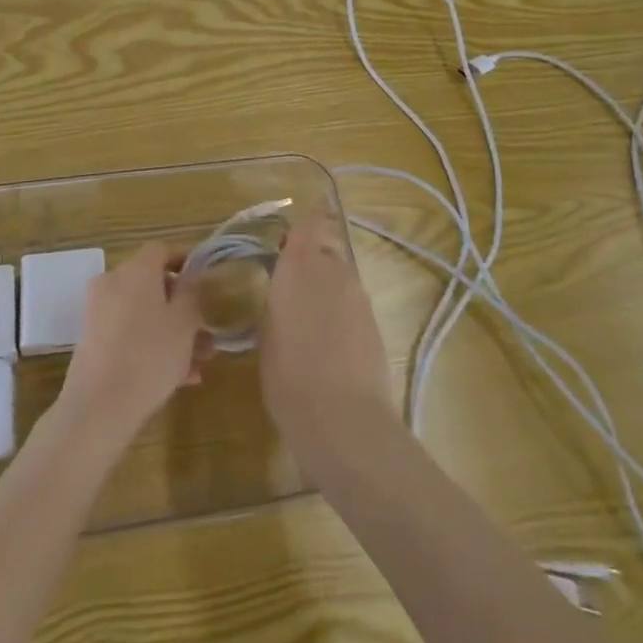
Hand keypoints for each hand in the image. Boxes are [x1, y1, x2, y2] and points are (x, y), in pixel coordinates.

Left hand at [58, 242, 211, 443]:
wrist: (99, 406)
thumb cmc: (150, 354)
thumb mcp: (185, 322)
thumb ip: (193, 293)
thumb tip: (192, 278)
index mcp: (136, 270)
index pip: (162, 250)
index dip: (185, 261)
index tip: (205, 281)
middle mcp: (113, 283)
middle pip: (153, 285)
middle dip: (182, 307)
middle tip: (206, 331)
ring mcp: (98, 313)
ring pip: (143, 314)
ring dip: (171, 332)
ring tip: (199, 363)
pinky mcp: (92, 342)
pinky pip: (129, 334)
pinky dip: (151, 346)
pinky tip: (179, 378)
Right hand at [260, 212, 396, 465]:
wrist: (343, 419)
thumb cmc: (288, 375)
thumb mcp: (268, 333)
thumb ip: (279, 300)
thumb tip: (286, 293)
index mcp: (299, 265)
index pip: (309, 223)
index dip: (301, 227)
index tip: (284, 242)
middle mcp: (333, 270)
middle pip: (325, 247)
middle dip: (310, 259)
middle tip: (290, 285)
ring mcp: (359, 295)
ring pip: (340, 276)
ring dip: (326, 287)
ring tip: (307, 320)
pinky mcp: (375, 321)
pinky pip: (352, 302)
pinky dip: (340, 312)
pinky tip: (328, 342)